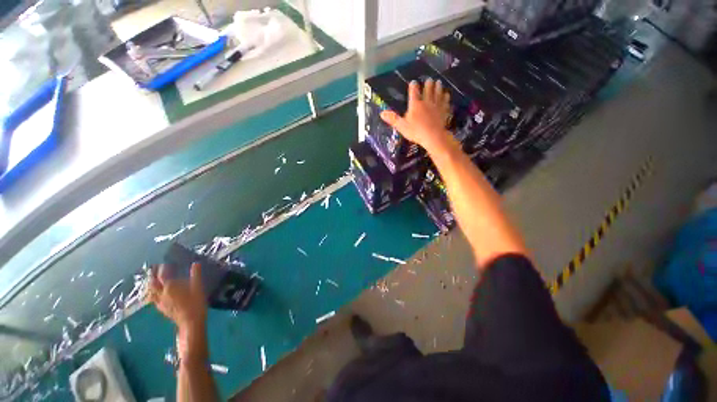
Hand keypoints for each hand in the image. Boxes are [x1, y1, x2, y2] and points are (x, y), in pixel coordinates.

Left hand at [147, 263, 207, 334]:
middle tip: (154, 268)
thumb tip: (195, 263)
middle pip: (153, 283)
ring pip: (151, 291)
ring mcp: (160, 302)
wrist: (190, 321)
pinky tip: (155, 294)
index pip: (163, 275)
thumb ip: (195, 275)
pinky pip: (153, 299)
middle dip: (153, 275)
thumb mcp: (198, 287)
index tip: (165, 262)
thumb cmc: (195, 302)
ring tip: (153, 280)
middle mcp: (161, 293)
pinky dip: (152, 293)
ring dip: (150, 284)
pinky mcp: (161, 308)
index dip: (163, 268)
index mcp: (170, 286)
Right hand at [380, 79, 455, 153]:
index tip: (413, 82)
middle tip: (429, 79)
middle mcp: (426, 102)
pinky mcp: (444, 111)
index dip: (413, 86)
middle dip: (428, 84)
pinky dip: (446, 98)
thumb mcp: (401, 126)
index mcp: (415, 104)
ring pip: (438, 94)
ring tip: (439, 82)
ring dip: (438, 87)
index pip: (414, 92)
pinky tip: (447, 95)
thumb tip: (381, 113)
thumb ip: (393, 119)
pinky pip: (445, 102)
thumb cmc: (416, 131)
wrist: (433, 136)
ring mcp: (436, 106)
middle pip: (428, 90)